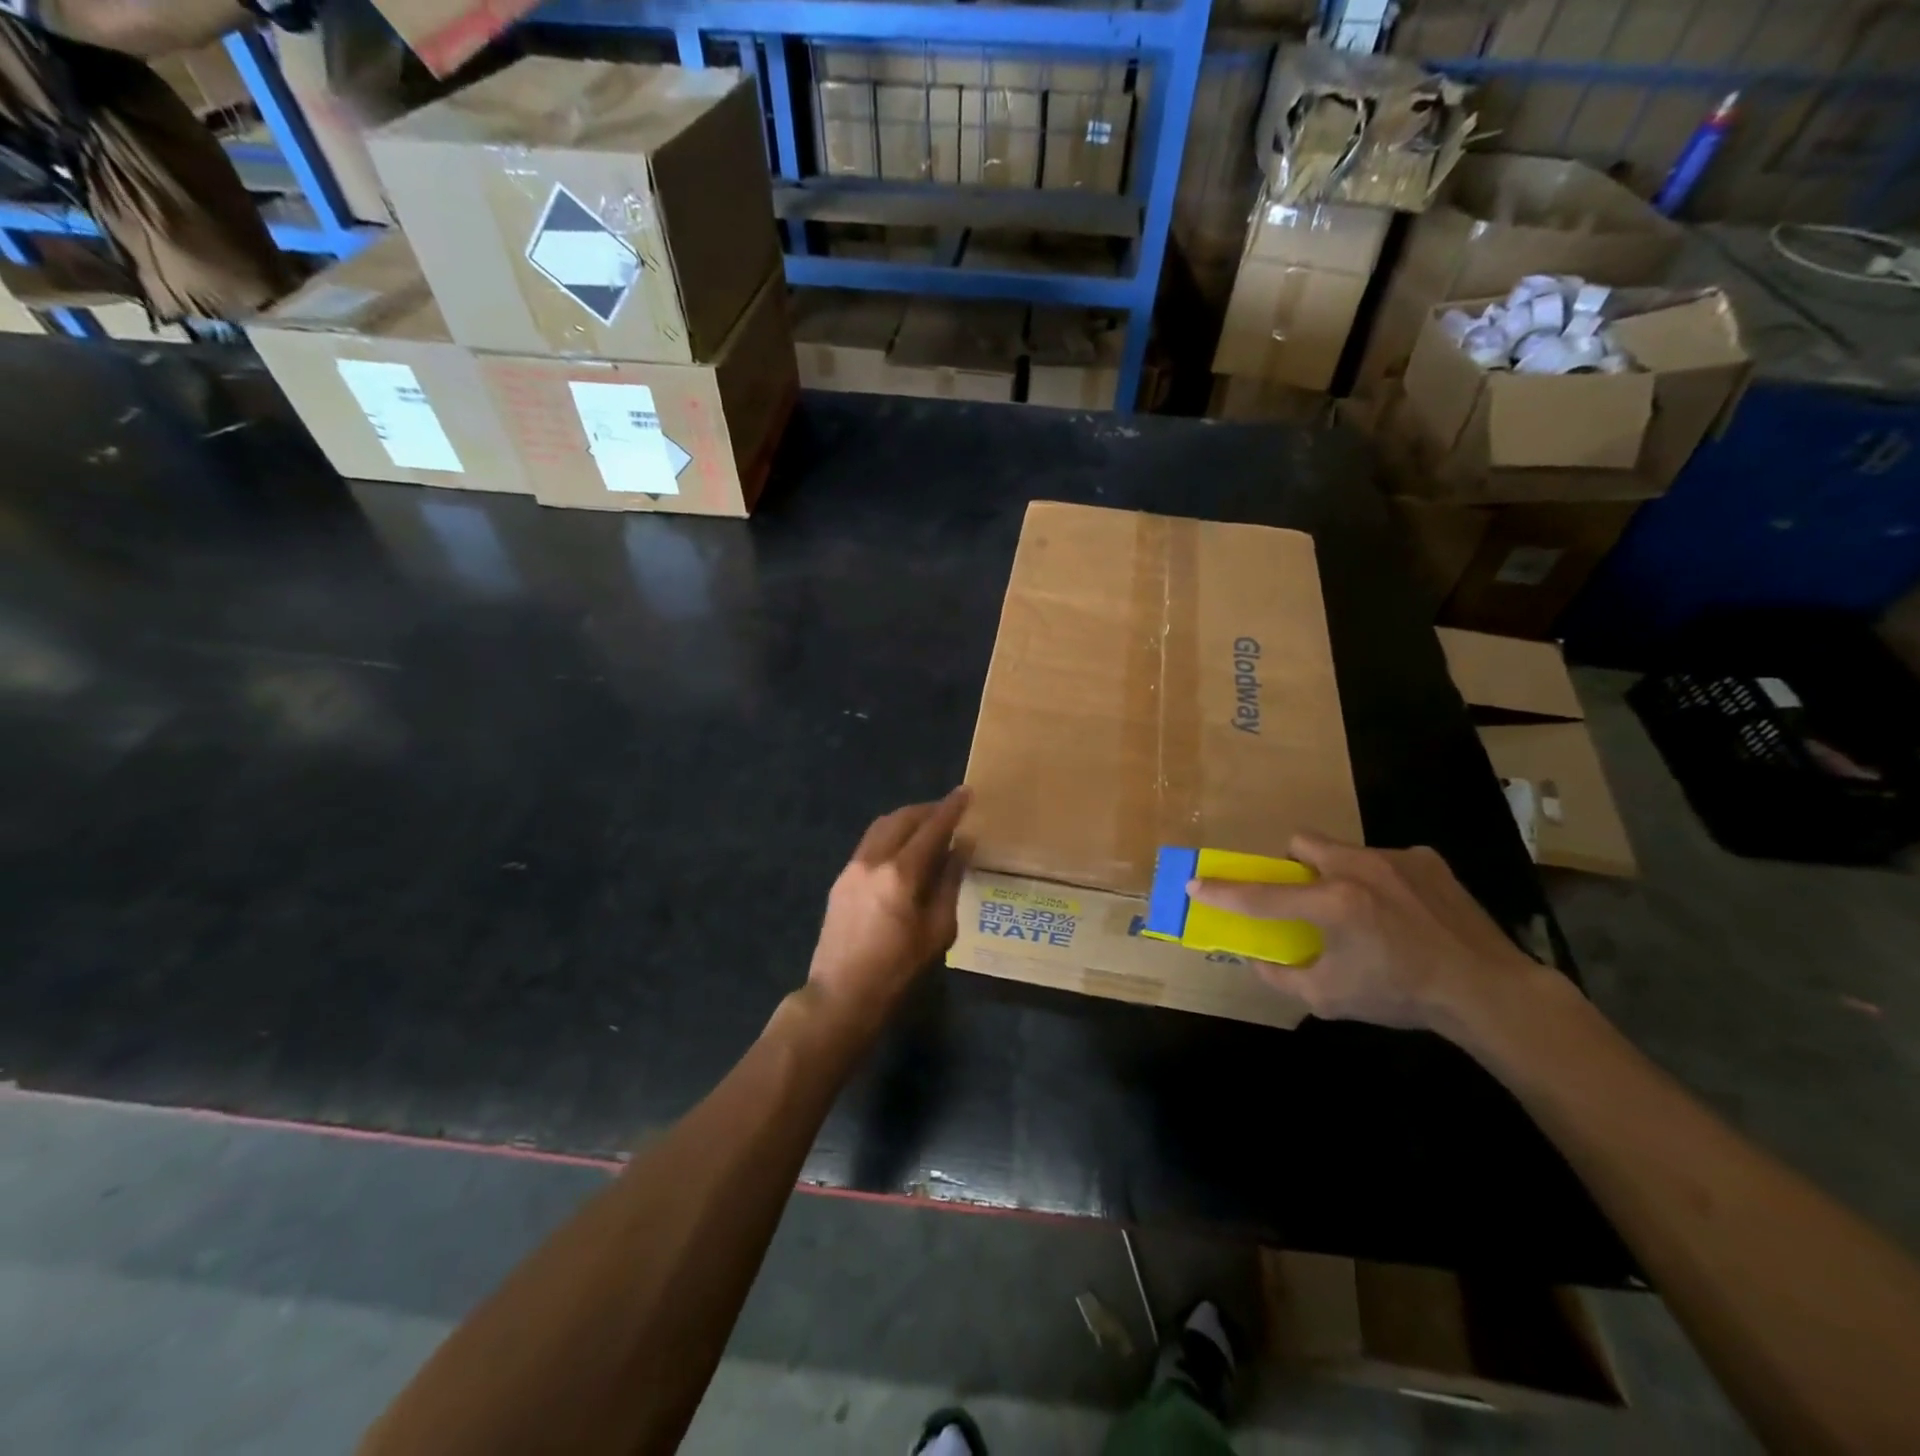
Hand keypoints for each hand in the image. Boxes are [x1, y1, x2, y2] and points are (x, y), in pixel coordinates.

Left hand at [803, 787, 970, 1044]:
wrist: (841, 995)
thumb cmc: (897, 970)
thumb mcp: (938, 931)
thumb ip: (950, 883)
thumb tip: (962, 847)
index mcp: (901, 874)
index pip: (932, 829)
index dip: (951, 809)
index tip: (966, 792)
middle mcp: (873, 860)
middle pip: (902, 818)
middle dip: (928, 809)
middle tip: (950, 810)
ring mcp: (852, 868)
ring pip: (882, 826)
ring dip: (907, 819)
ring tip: (928, 825)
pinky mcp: (841, 880)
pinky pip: (869, 843)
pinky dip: (890, 834)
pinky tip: (903, 849)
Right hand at [1189, 834, 1551, 1038]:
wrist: (1489, 991)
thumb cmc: (1402, 995)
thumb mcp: (1330, 998)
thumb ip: (1282, 977)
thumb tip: (1257, 960)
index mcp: (1332, 903)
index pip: (1262, 895)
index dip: (1223, 891)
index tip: (1195, 884)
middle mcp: (1358, 868)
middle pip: (1300, 844)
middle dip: (1291, 865)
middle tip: (1303, 896)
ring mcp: (1395, 858)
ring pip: (1342, 849)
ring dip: (1336, 872)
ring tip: (1360, 908)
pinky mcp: (1426, 859)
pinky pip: (1384, 859)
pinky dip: (1379, 879)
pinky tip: (1400, 911)